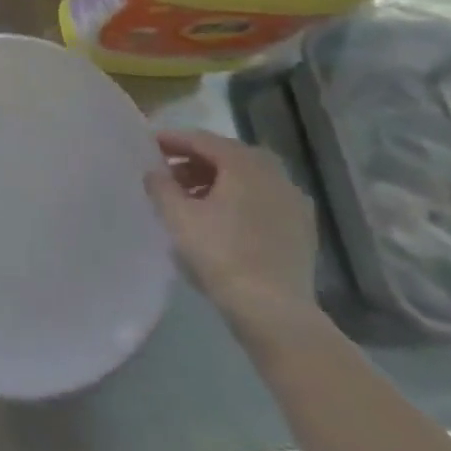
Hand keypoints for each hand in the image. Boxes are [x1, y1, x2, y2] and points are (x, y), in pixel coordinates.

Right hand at [143, 128, 318, 333]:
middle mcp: (274, 174)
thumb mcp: (177, 216)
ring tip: (190, 197)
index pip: (202, 140)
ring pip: (248, 178)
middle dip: (195, 160)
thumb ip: (160, 185)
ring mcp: (294, 202)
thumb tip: (155, 172)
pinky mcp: (301, 229)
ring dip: (217, 180)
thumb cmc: (220, 254)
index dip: (173, 139)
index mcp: (245, 164)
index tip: (148, 143)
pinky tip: (221, 218)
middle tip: (168, 171)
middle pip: (228, 156)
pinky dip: (239, 199)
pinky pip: (263, 200)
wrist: (274, 311)